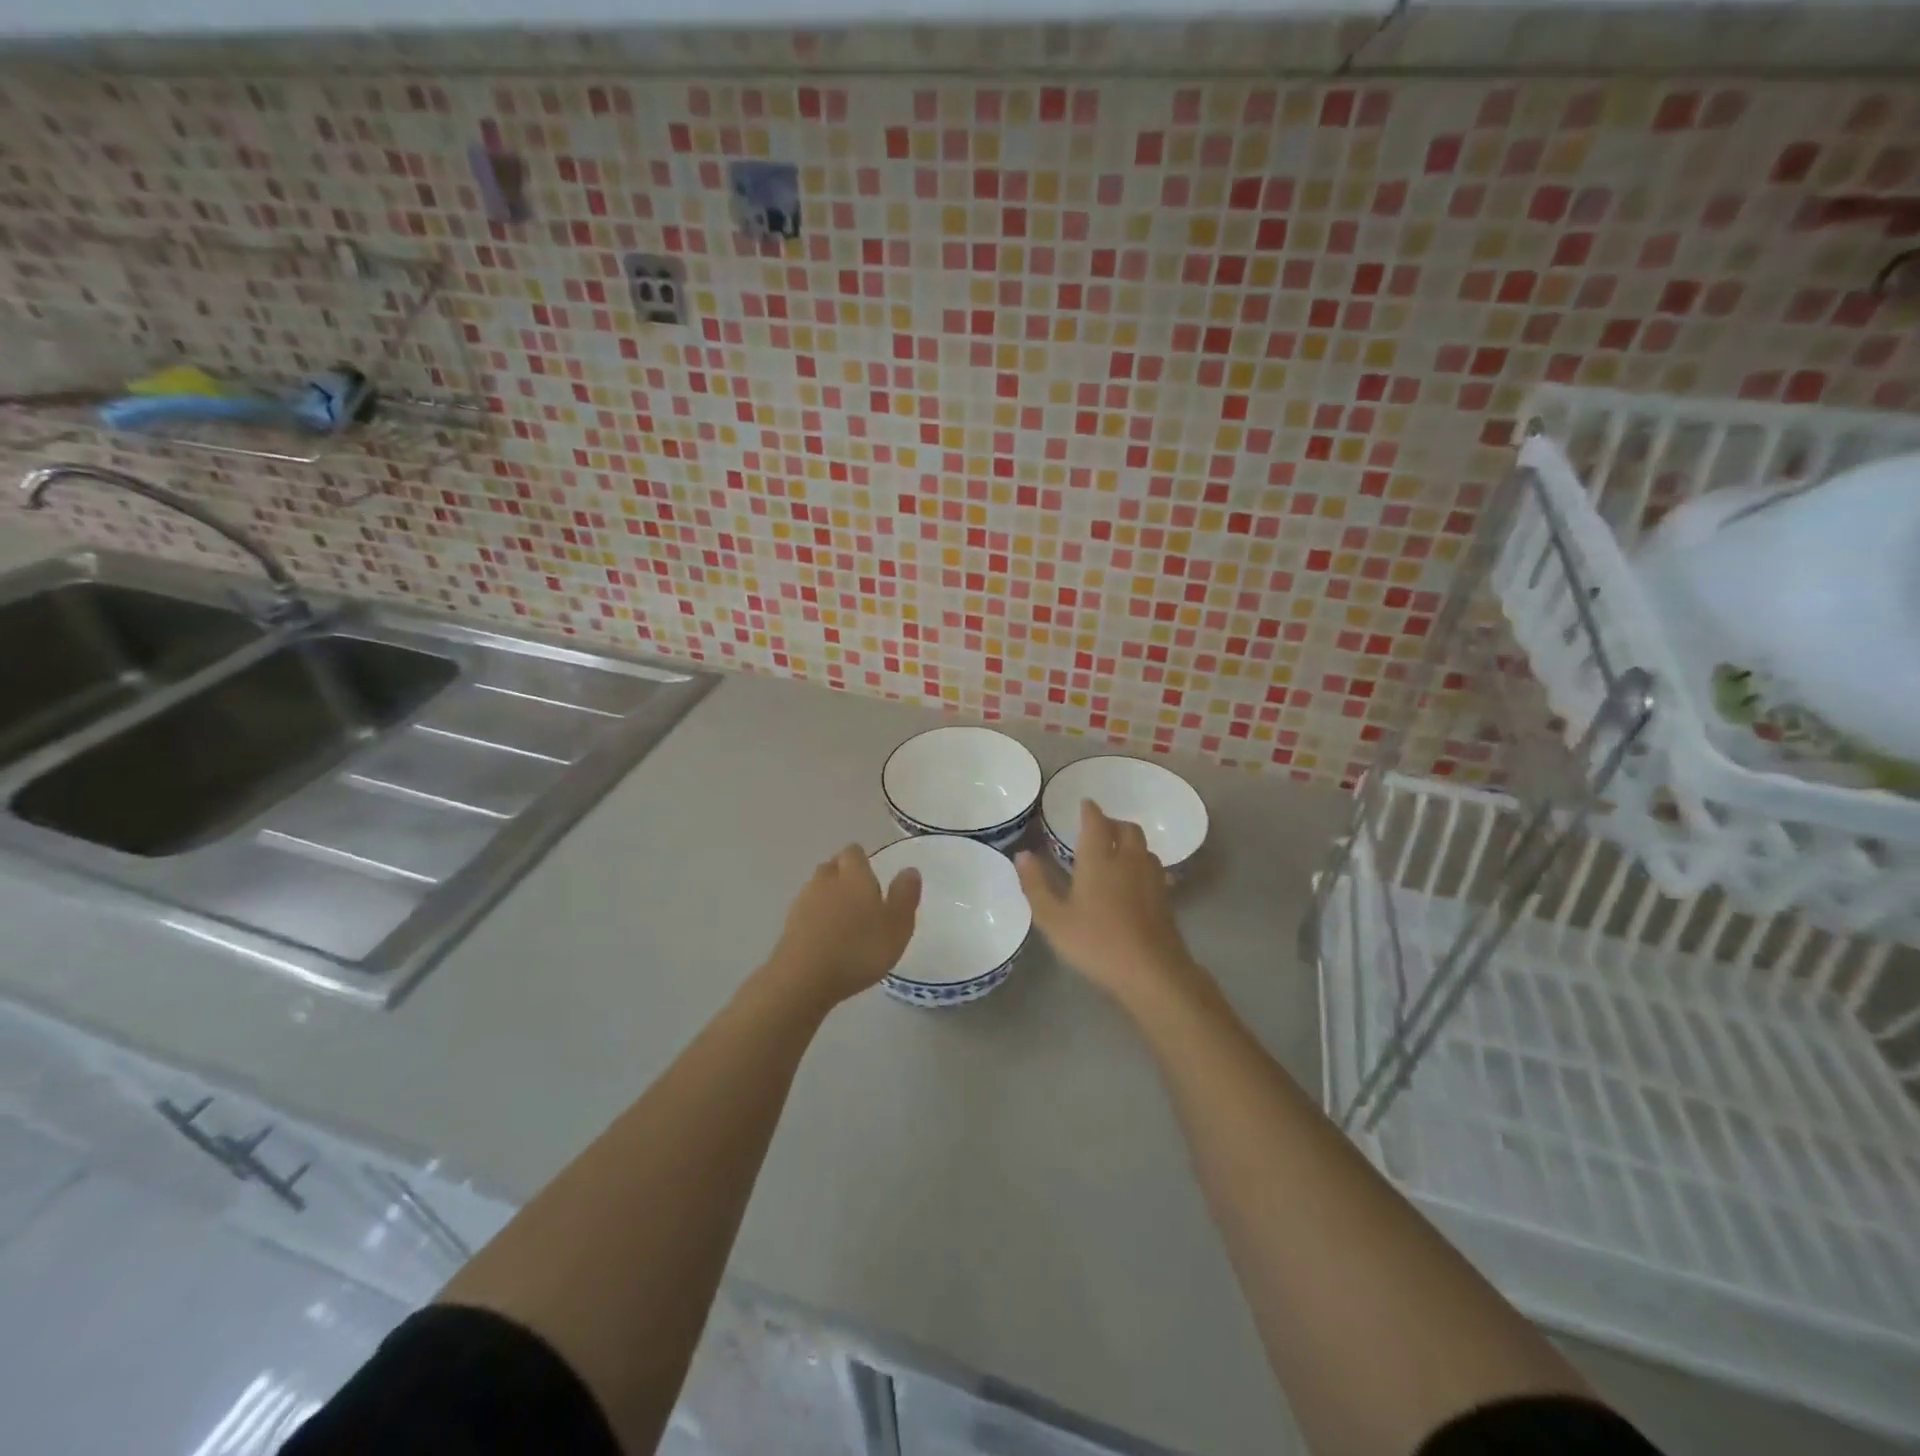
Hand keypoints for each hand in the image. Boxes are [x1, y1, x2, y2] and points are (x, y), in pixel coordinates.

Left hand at [766, 846, 921, 1008]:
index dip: (862, 860)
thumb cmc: (859, 950)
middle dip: (844, 875)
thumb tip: (909, 870)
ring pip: (817, 888)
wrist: (804, 979)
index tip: (872, 874)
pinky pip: (806, 911)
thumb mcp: (897, 926)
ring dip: (828, 896)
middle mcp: (826, 880)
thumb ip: (905, 896)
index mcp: (854, 875)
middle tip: (860, 896)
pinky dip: (815, 918)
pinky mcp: (789, 924)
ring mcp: (803, 901)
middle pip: (833, 866)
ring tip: (844, 919)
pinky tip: (826, 938)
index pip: (854, 852)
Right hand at [1016, 801, 1206, 1009]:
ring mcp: (1151, 878)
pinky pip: (1154, 867)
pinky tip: (1135, 880)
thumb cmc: (1096, 943)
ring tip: (1116, 851)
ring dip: (1130, 842)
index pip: (1097, 822)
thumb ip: (1036, 885)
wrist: (1152, 971)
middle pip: (1127, 829)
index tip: (1085, 804)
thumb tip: (1023, 854)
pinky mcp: (1165, 897)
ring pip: (1143, 847)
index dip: (1090, 810)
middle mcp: (1128, 860)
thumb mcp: (1054, 919)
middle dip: (1113, 823)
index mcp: (1099, 859)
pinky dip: (1141, 863)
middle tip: (1099, 829)